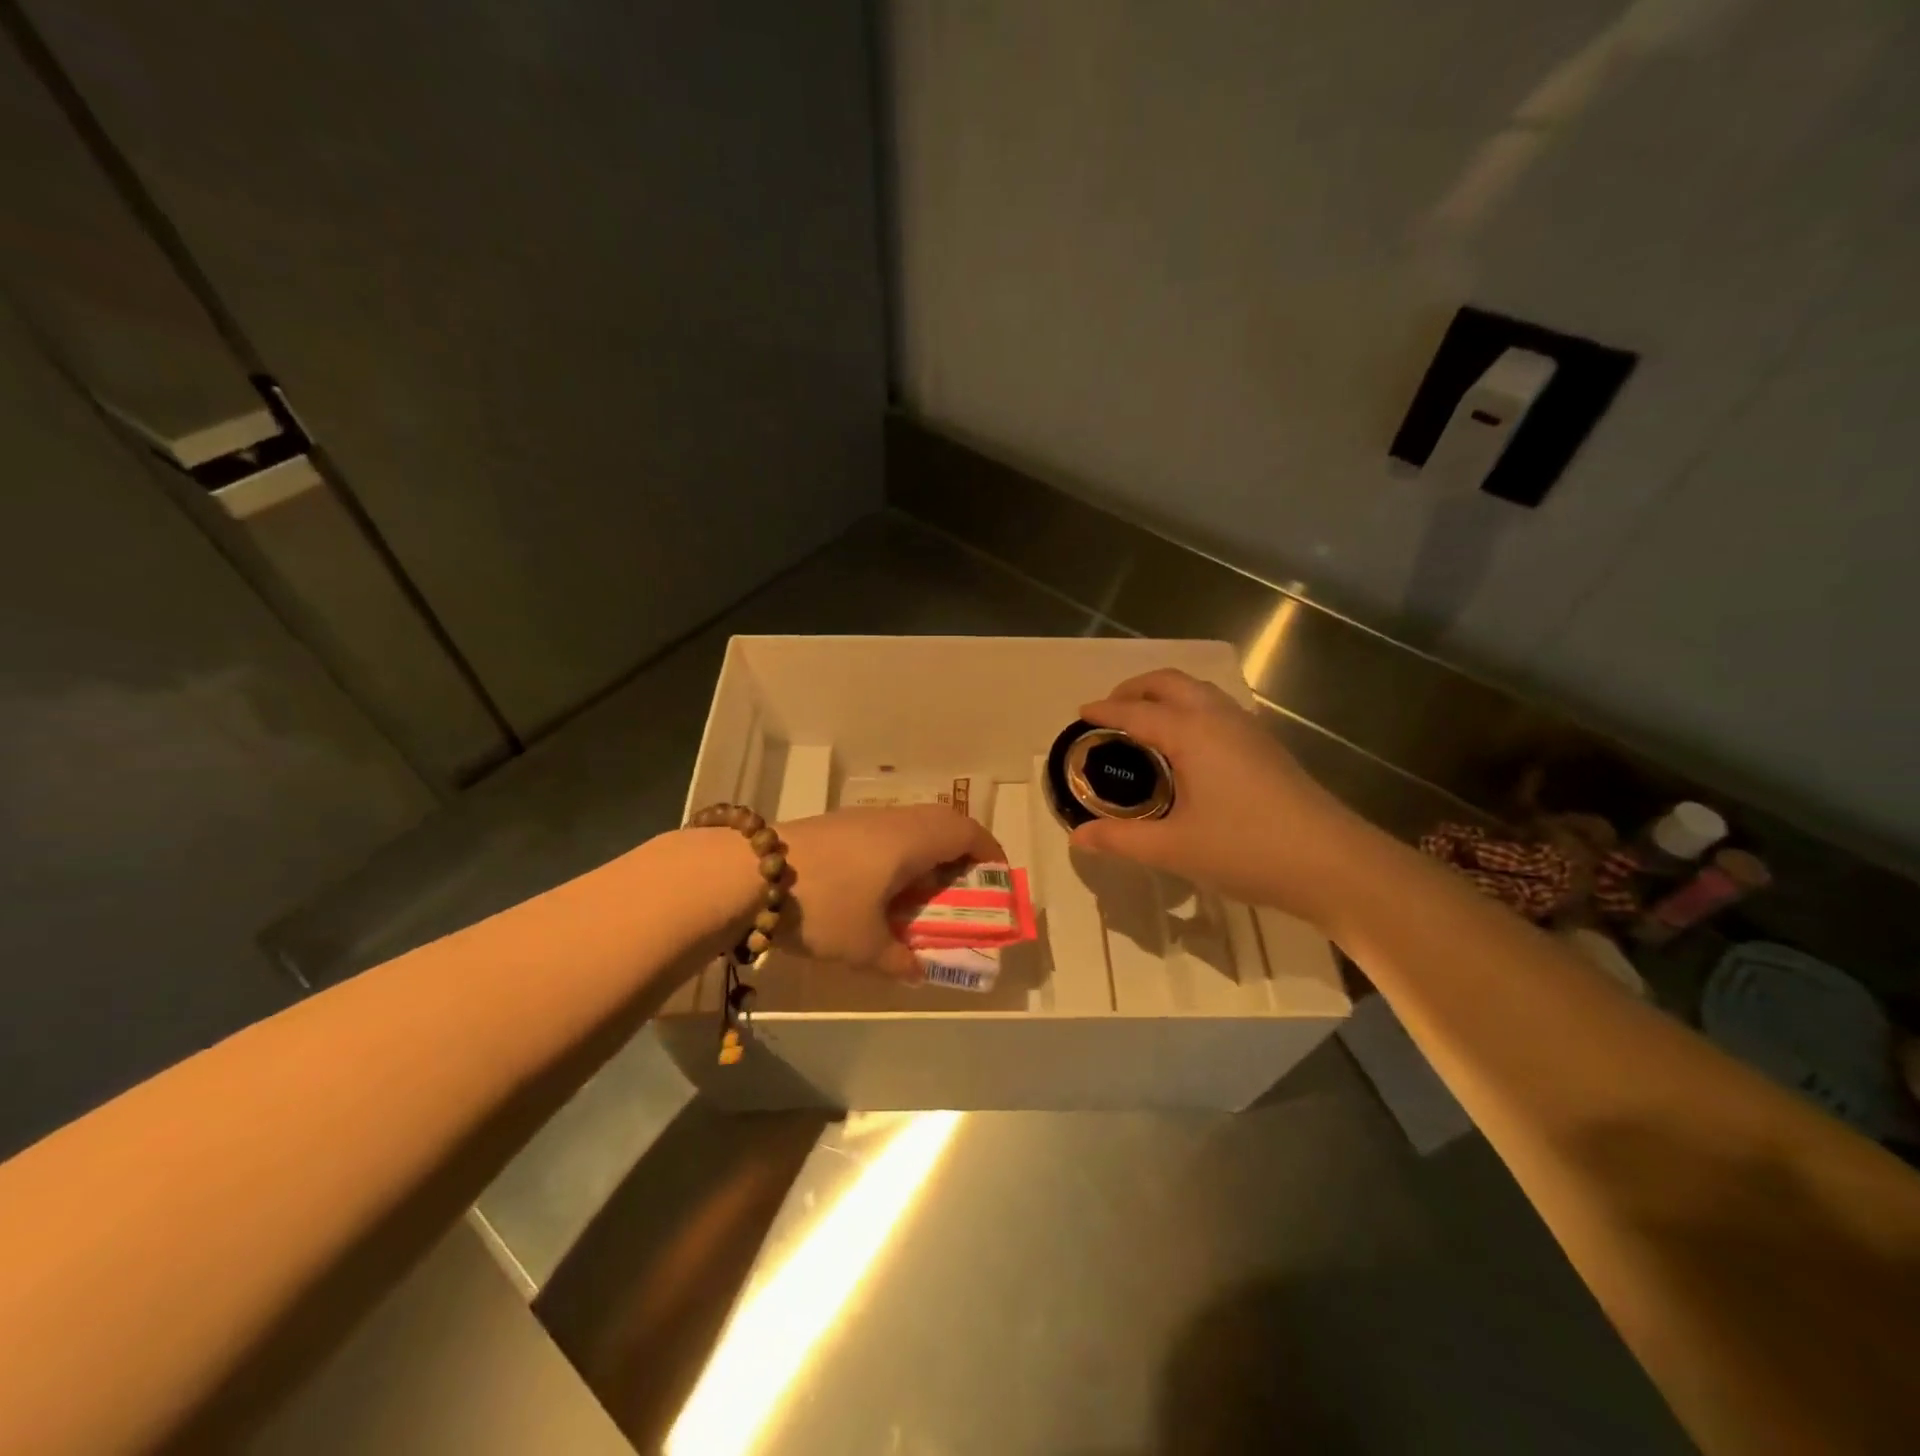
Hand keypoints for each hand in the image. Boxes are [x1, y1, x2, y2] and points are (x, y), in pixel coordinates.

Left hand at [780, 805, 1002, 978]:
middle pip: (941, 821)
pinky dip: (895, 852)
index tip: (995, 878)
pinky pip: (883, 831)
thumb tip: (918, 971)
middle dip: (958, 852)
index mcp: (912, 840)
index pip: (966, 831)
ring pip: (909, 825)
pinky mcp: (834, 825)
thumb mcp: (864, 946)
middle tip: (960, 887)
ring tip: (919, 891)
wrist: (746, 874)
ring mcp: (860, 819)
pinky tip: (876, 885)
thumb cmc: (823, 906)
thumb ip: (899, 960)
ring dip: (924, 852)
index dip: (988, 851)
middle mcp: (892, 820)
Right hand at [1068, 668, 1372, 925]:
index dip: (1105, 710)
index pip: (1136, 712)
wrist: (1333, 863)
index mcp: (1191, 733)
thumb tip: (1079, 836)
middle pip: (1170, 683)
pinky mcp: (1266, 746)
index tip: (1080, 713)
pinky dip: (1189, 710)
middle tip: (1110, 710)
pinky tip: (1187, 746)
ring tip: (1144, 722)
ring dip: (1166, 695)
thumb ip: (1121, 839)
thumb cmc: (1247, 849)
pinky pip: (1217, 709)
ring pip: (1199, 692)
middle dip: (1135, 688)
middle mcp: (1218, 718)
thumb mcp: (1174, 849)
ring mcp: (1248, 729)